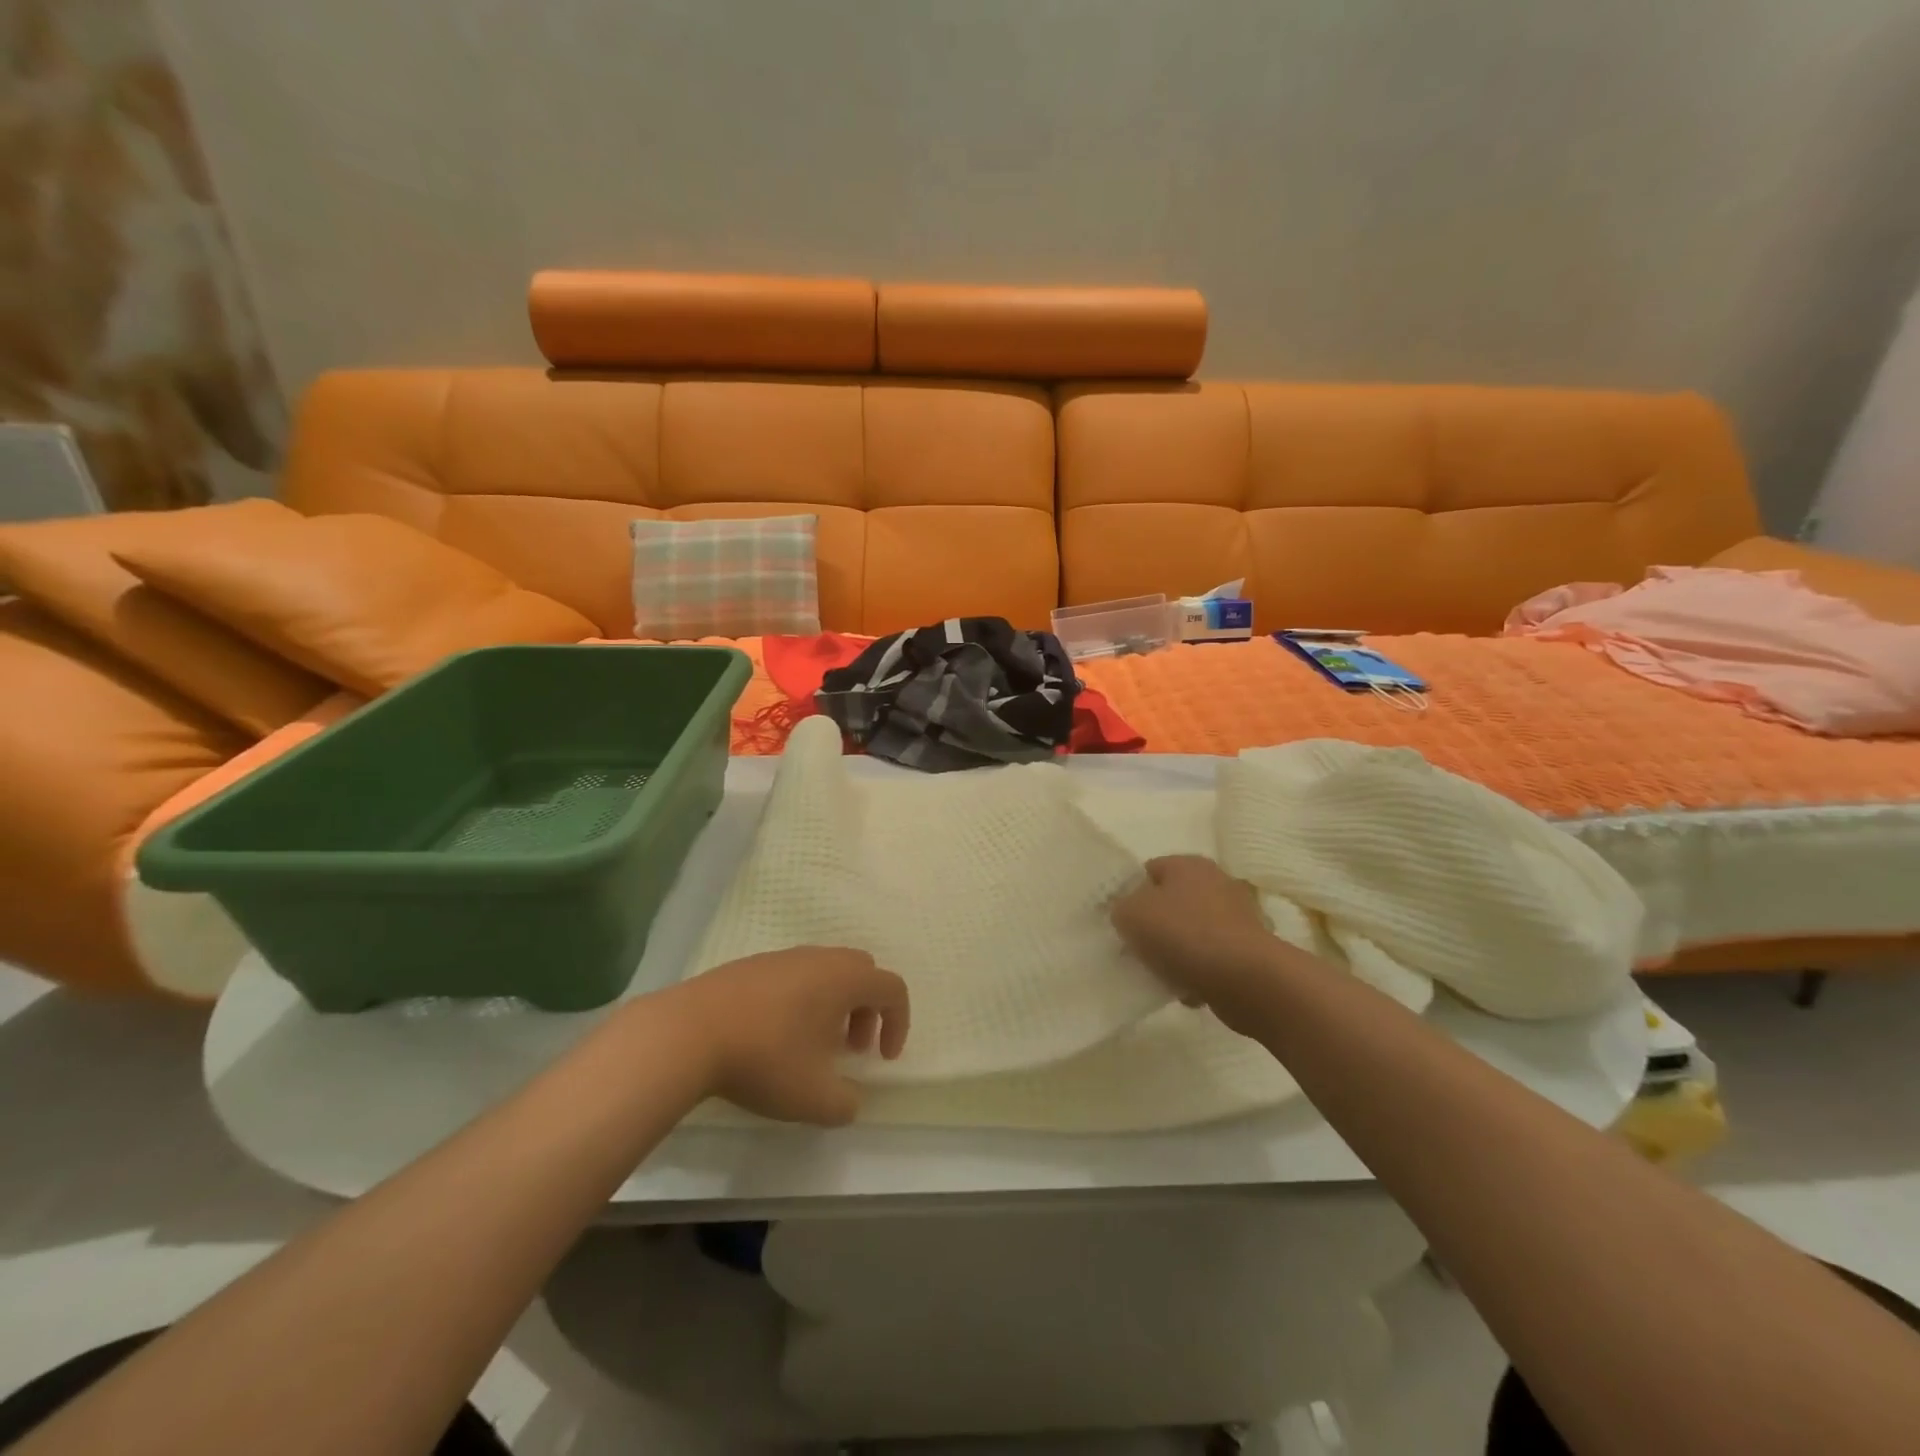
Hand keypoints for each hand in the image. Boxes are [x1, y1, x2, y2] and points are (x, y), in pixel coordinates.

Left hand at [660, 947, 909, 1125]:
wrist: (689, 1033)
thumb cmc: (765, 1059)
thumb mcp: (814, 1098)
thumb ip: (846, 1104)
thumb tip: (850, 1100)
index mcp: (844, 979)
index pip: (892, 988)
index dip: (899, 1023)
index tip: (883, 1059)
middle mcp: (819, 958)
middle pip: (862, 972)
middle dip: (867, 1010)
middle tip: (851, 1048)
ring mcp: (782, 957)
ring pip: (826, 972)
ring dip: (833, 1006)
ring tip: (812, 1046)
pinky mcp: (751, 965)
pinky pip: (794, 975)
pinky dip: (802, 1000)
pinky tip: (775, 1035)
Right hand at [1110, 855, 1285, 1036]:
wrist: (1247, 979)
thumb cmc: (1184, 935)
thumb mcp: (1132, 914)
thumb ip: (1121, 908)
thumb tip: (1129, 912)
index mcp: (1188, 864)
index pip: (1148, 871)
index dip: (1131, 894)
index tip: (1122, 922)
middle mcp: (1216, 882)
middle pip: (1171, 902)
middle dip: (1154, 926)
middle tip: (1137, 949)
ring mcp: (1237, 916)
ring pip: (1191, 933)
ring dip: (1176, 953)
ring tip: (1162, 974)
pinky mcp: (1249, 950)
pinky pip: (1212, 958)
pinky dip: (1199, 972)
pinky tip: (1188, 990)